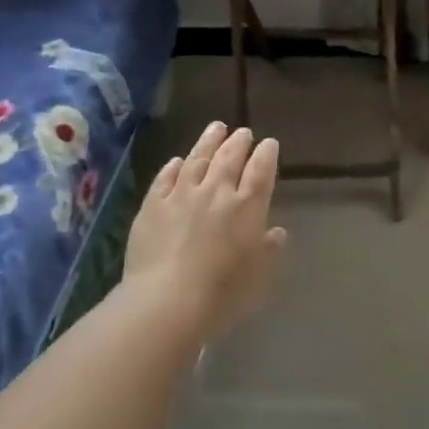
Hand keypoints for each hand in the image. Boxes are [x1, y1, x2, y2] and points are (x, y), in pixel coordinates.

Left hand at [123, 121, 286, 341]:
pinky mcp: (152, 206)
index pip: (261, 171)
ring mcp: (182, 195)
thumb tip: (276, 232)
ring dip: (208, 142)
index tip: (269, 143)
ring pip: (197, 159)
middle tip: (243, 132)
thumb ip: (268, 250)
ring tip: (216, 128)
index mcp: (247, 207)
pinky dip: (173, 166)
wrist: (167, 300)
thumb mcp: (258, 276)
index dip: (266, 154)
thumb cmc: (222, 292)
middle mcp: (216, 192)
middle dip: (239, 142)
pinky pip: (165, 178)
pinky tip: (177, 160)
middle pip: (229, 158)